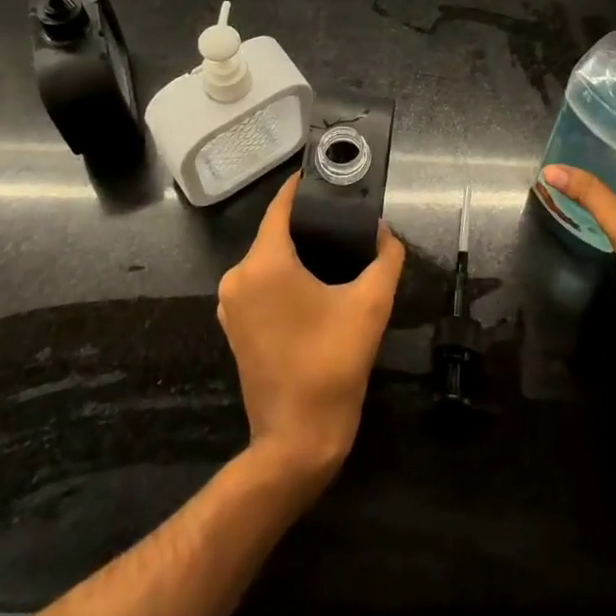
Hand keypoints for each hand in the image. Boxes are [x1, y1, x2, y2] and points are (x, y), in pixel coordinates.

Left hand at [217, 173, 405, 483]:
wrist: (297, 440)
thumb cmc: (332, 364)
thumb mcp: (370, 305)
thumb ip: (385, 258)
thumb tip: (385, 232)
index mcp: (264, 263)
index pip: (281, 206)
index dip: (303, 187)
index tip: (328, 175)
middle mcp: (237, 277)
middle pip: (275, 232)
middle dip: (308, 223)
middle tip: (346, 218)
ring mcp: (230, 304)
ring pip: (267, 260)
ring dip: (297, 252)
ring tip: (336, 249)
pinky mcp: (233, 327)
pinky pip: (260, 284)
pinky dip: (284, 277)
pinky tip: (315, 284)